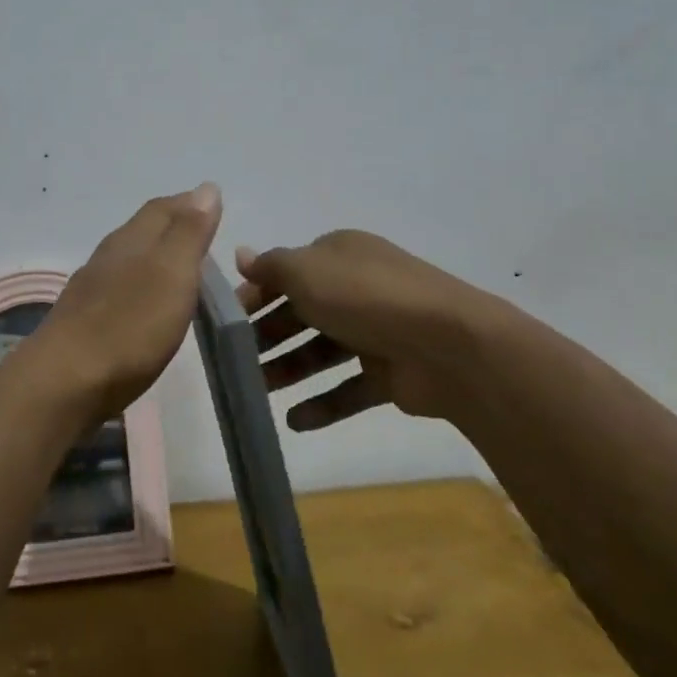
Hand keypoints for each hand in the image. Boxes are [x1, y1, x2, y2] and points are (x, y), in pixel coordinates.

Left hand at [24, 183, 223, 421]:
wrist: (65, 383)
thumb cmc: (128, 327)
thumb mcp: (171, 274)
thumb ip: (189, 232)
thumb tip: (207, 187)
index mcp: (131, 239)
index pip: (162, 208)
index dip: (188, 204)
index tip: (212, 209)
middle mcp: (108, 256)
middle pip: (143, 231)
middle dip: (172, 228)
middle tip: (203, 240)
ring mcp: (91, 289)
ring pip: (129, 260)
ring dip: (155, 259)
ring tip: (181, 273)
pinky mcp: (84, 322)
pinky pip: (119, 291)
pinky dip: (140, 289)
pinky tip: (147, 308)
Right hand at [234, 230, 523, 429]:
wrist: (450, 346)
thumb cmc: (365, 297)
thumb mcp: (306, 271)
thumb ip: (270, 266)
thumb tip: (241, 255)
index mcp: (339, 256)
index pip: (287, 272)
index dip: (255, 294)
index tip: (225, 321)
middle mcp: (357, 288)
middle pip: (302, 312)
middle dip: (268, 336)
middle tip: (236, 360)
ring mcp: (377, 331)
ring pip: (322, 351)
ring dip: (289, 370)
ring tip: (257, 392)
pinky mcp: (391, 372)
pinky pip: (349, 388)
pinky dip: (322, 403)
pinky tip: (294, 421)